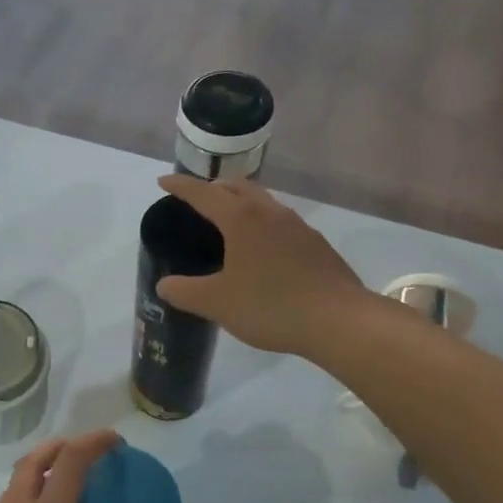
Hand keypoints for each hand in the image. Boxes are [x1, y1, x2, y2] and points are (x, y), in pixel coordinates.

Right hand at [155, 174, 374, 357]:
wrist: (339, 320)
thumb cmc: (270, 305)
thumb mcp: (217, 303)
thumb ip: (185, 292)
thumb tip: (164, 284)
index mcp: (241, 218)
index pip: (203, 193)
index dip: (180, 186)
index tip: (163, 181)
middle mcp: (269, 212)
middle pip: (237, 186)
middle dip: (213, 187)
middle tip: (196, 199)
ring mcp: (297, 226)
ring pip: (262, 201)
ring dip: (240, 202)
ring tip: (227, 220)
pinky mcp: (315, 244)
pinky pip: (280, 221)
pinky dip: (261, 223)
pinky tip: (260, 248)